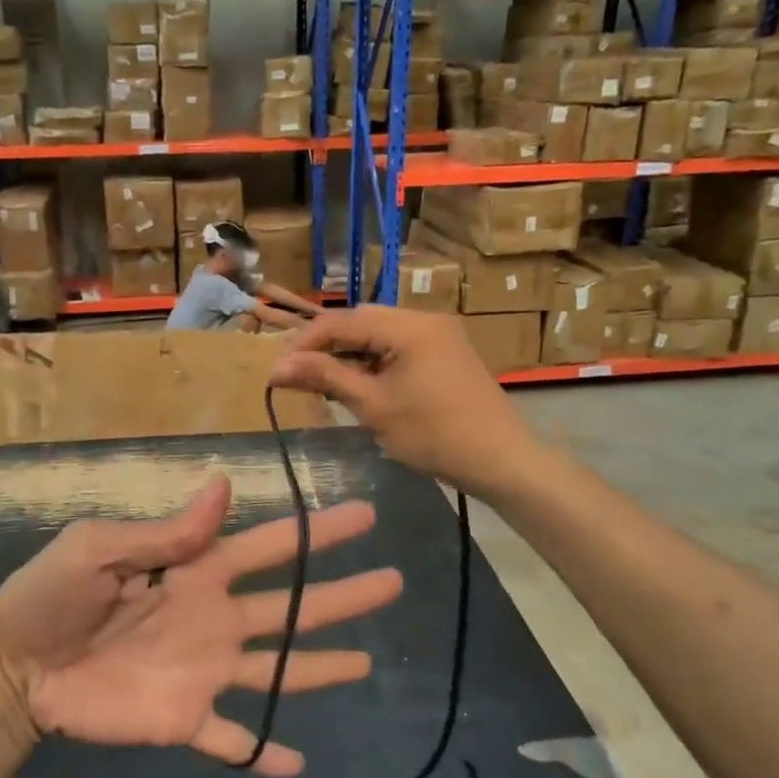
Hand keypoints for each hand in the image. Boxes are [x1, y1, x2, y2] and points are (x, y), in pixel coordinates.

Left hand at [0, 475, 401, 776]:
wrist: (15, 664)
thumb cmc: (53, 593)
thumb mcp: (100, 547)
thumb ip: (164, 529)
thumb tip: (222, 485)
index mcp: (197, 569)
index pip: (270, 546)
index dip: (316, 532)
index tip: (362, 518)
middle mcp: (214, 616)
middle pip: (291, 605)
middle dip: (341, 594)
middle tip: (392, 582)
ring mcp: (204, 670)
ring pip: (278, 667)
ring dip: (321, 665)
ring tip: (368, 662)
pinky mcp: (184, 718)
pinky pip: (234, 738)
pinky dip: (263, 752)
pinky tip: (298, 763)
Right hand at [269, 307, 535, 498]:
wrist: (502, 459)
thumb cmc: (434, 435)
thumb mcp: (373, 407)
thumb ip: (325, 378)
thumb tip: (276, 367)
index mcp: (408, 327)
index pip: (341, 321)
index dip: (304, 343)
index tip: (277, 369)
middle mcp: (424, 318)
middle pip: (360, 320)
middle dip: (326, 345)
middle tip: (298, 375)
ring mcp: (439, 332)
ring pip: (378, 331)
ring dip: (349, 351)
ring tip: (325, 381)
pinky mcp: (446, 349)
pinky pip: (398, 343)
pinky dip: (374, 358)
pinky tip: (360, 382)